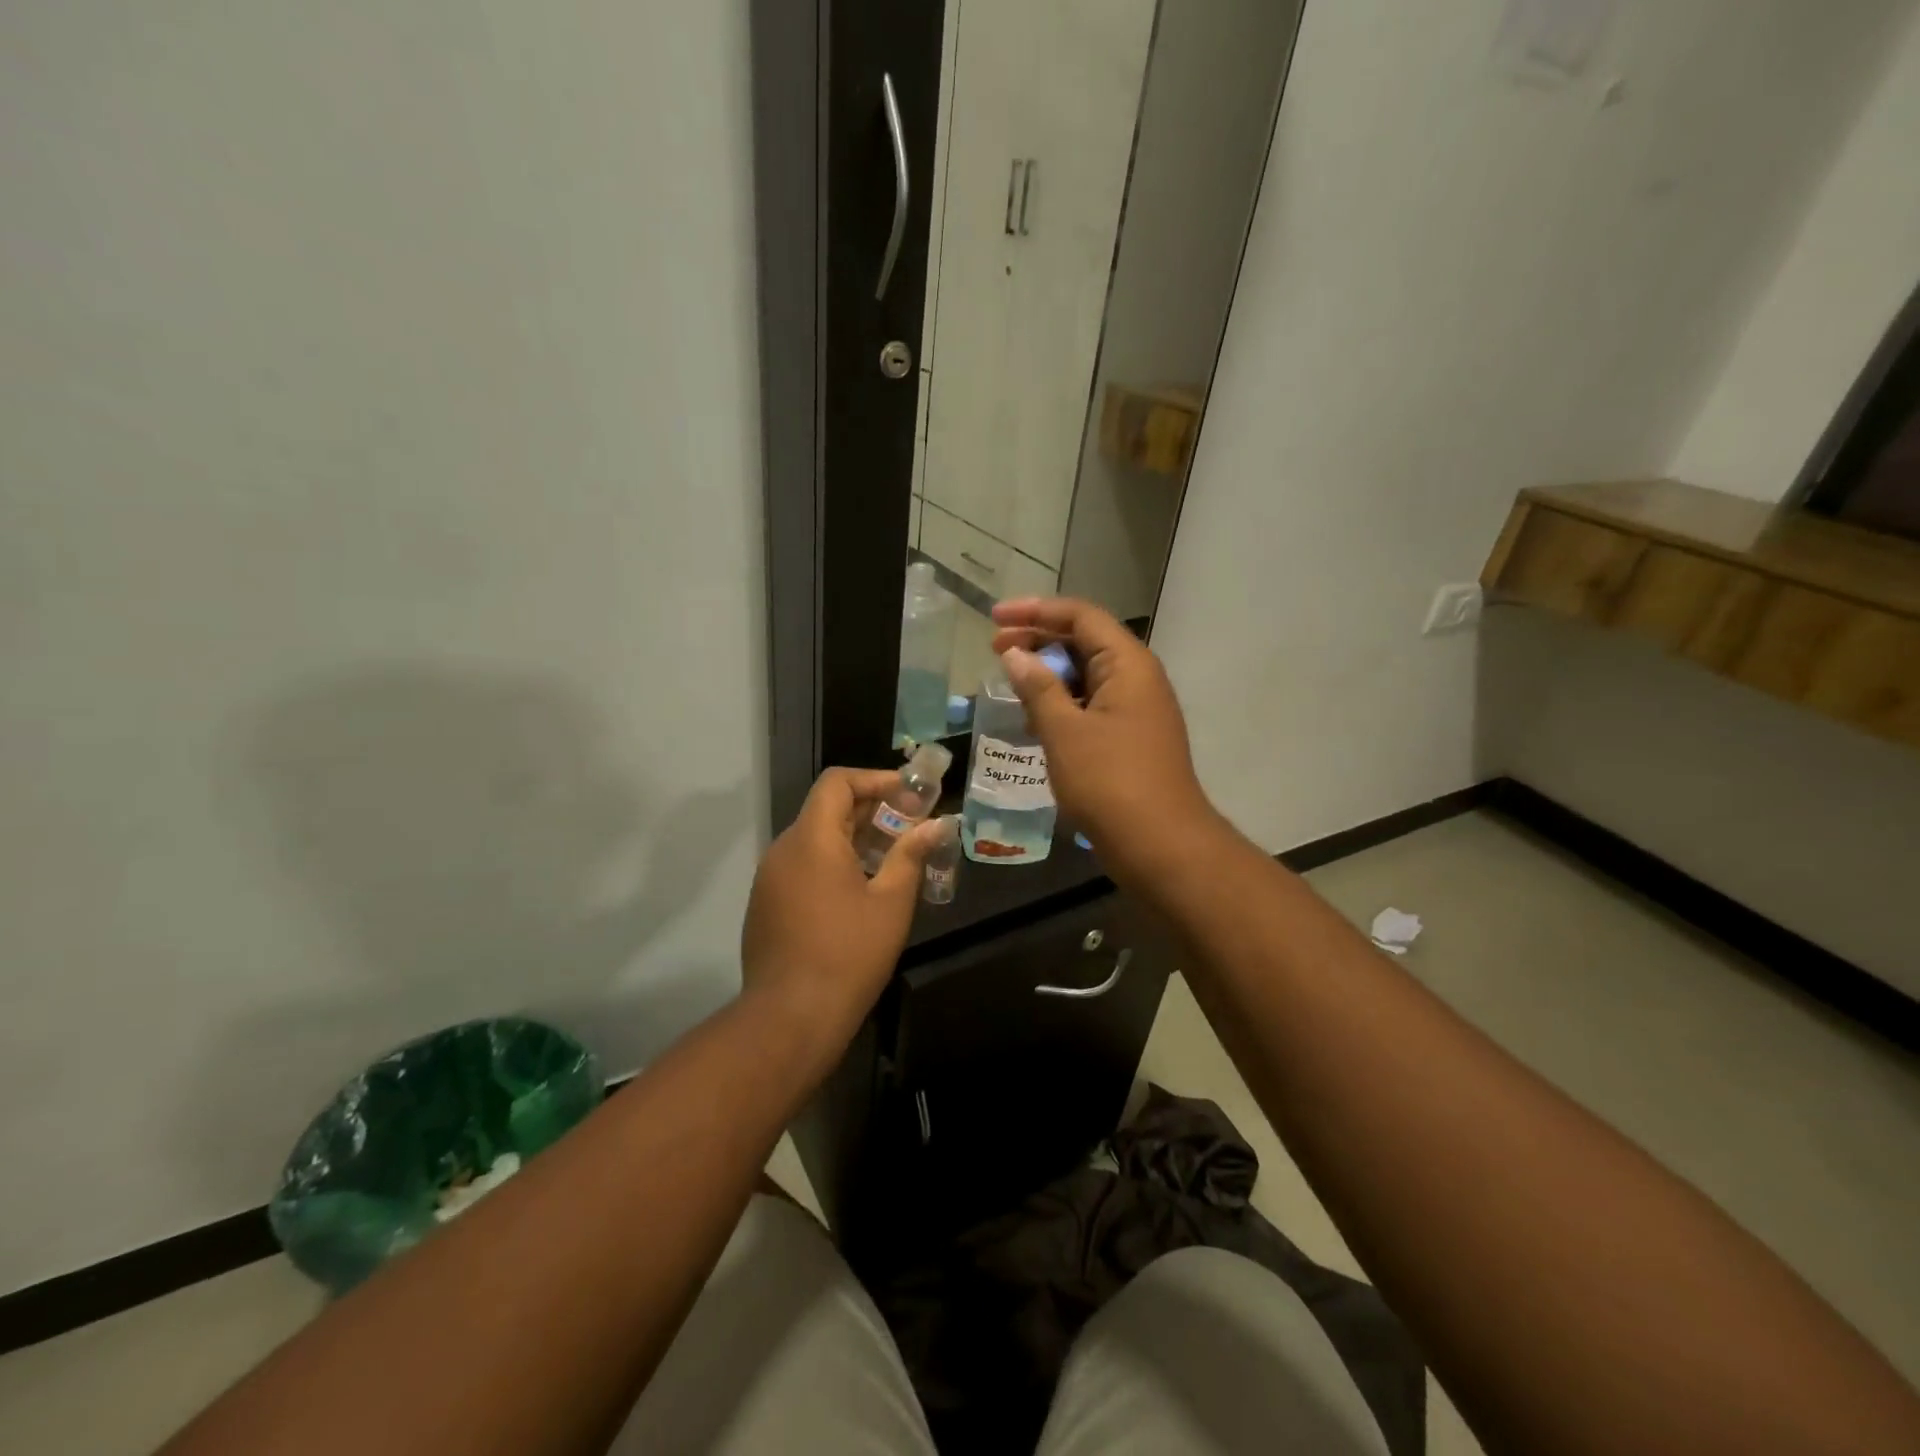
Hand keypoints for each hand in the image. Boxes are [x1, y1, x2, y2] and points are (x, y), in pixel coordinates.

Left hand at [740, 768, 944, 1051]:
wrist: (790, 1017)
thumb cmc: (848, 954)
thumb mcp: (891, 902)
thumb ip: (911, 855)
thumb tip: (937, 825)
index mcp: (812, 839)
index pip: (837, 782)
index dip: (875, 780)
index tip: (909, 797)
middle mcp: (784, 849)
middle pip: (826, 809)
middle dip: (872, 811)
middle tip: (911, 827)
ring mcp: (769, 878)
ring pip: (815, 839)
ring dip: (854, 838)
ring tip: (892, 859)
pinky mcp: (766, 904)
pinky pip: (802, 866)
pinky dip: (833, 863)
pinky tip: (860, 891)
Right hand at [991, 597, 1220, 883]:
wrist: (1161, 845)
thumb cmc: (1110, 782)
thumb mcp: (1065, 731)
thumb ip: (1038, 688)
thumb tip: (1015, 655)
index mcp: (1128, 664)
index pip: (1081, 616)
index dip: (1035, 610)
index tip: (995, 618)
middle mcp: (1137, 678)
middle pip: (1085, 641)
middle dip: (1039, 639)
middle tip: (996, 649)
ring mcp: (1136, 709)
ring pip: (1087, 674)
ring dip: (1049, 673)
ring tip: (1010, 681)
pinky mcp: (1130, 737)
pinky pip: (1091, 704)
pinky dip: (1062, 702)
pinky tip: (1035, 717)